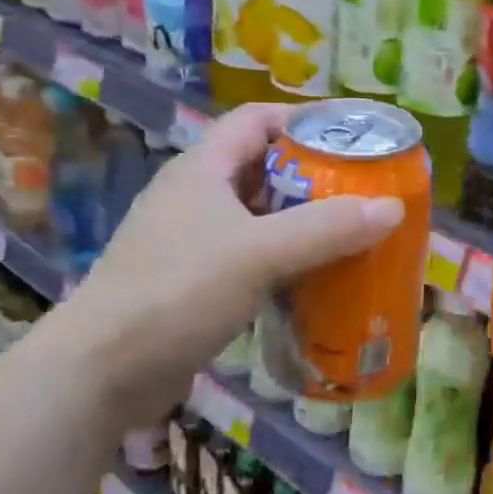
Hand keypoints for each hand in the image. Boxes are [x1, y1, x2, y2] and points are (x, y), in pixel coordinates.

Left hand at [50, 104, 404, 425]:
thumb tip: (393, 206)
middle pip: (263, 167)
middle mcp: (195, 196)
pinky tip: (315, 280)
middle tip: (363, 190)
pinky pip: (250, 256)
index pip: (257, 119)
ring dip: (301, 222)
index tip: (351, 136)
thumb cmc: (177, 292)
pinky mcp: (192, 283)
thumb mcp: (259, 253)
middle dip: (314, 175)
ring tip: (350, 233)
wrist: (99, 374)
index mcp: (203, 169)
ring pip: (257, 216)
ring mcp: (190, 241)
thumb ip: (326, 228)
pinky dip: (284, 260)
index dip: (304, 119)